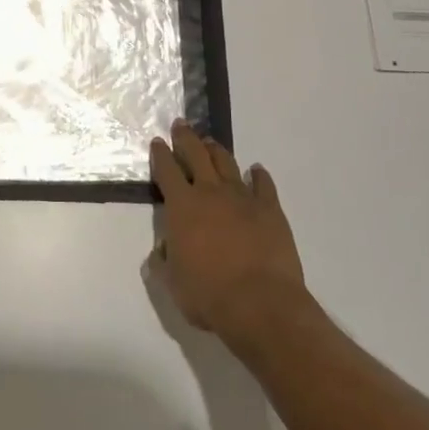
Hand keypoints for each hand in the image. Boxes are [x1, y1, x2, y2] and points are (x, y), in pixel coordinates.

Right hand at [148, 120, 308, 346]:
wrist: (260, 303)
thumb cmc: (208, 295)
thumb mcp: (173, 283)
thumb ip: (164, 262)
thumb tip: (164, 249)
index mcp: (182, 207)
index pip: (166, 170)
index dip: (160, 154)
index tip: (158, 142)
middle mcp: (210, 193)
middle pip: (196, 154)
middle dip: (186, 138)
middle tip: (181, 125)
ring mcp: (243, 198)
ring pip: (226, 163)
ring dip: (216, 150)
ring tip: (210, 142)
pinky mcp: (270, 209)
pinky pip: (263, 184)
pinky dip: (258, 175)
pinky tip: (256, 170)